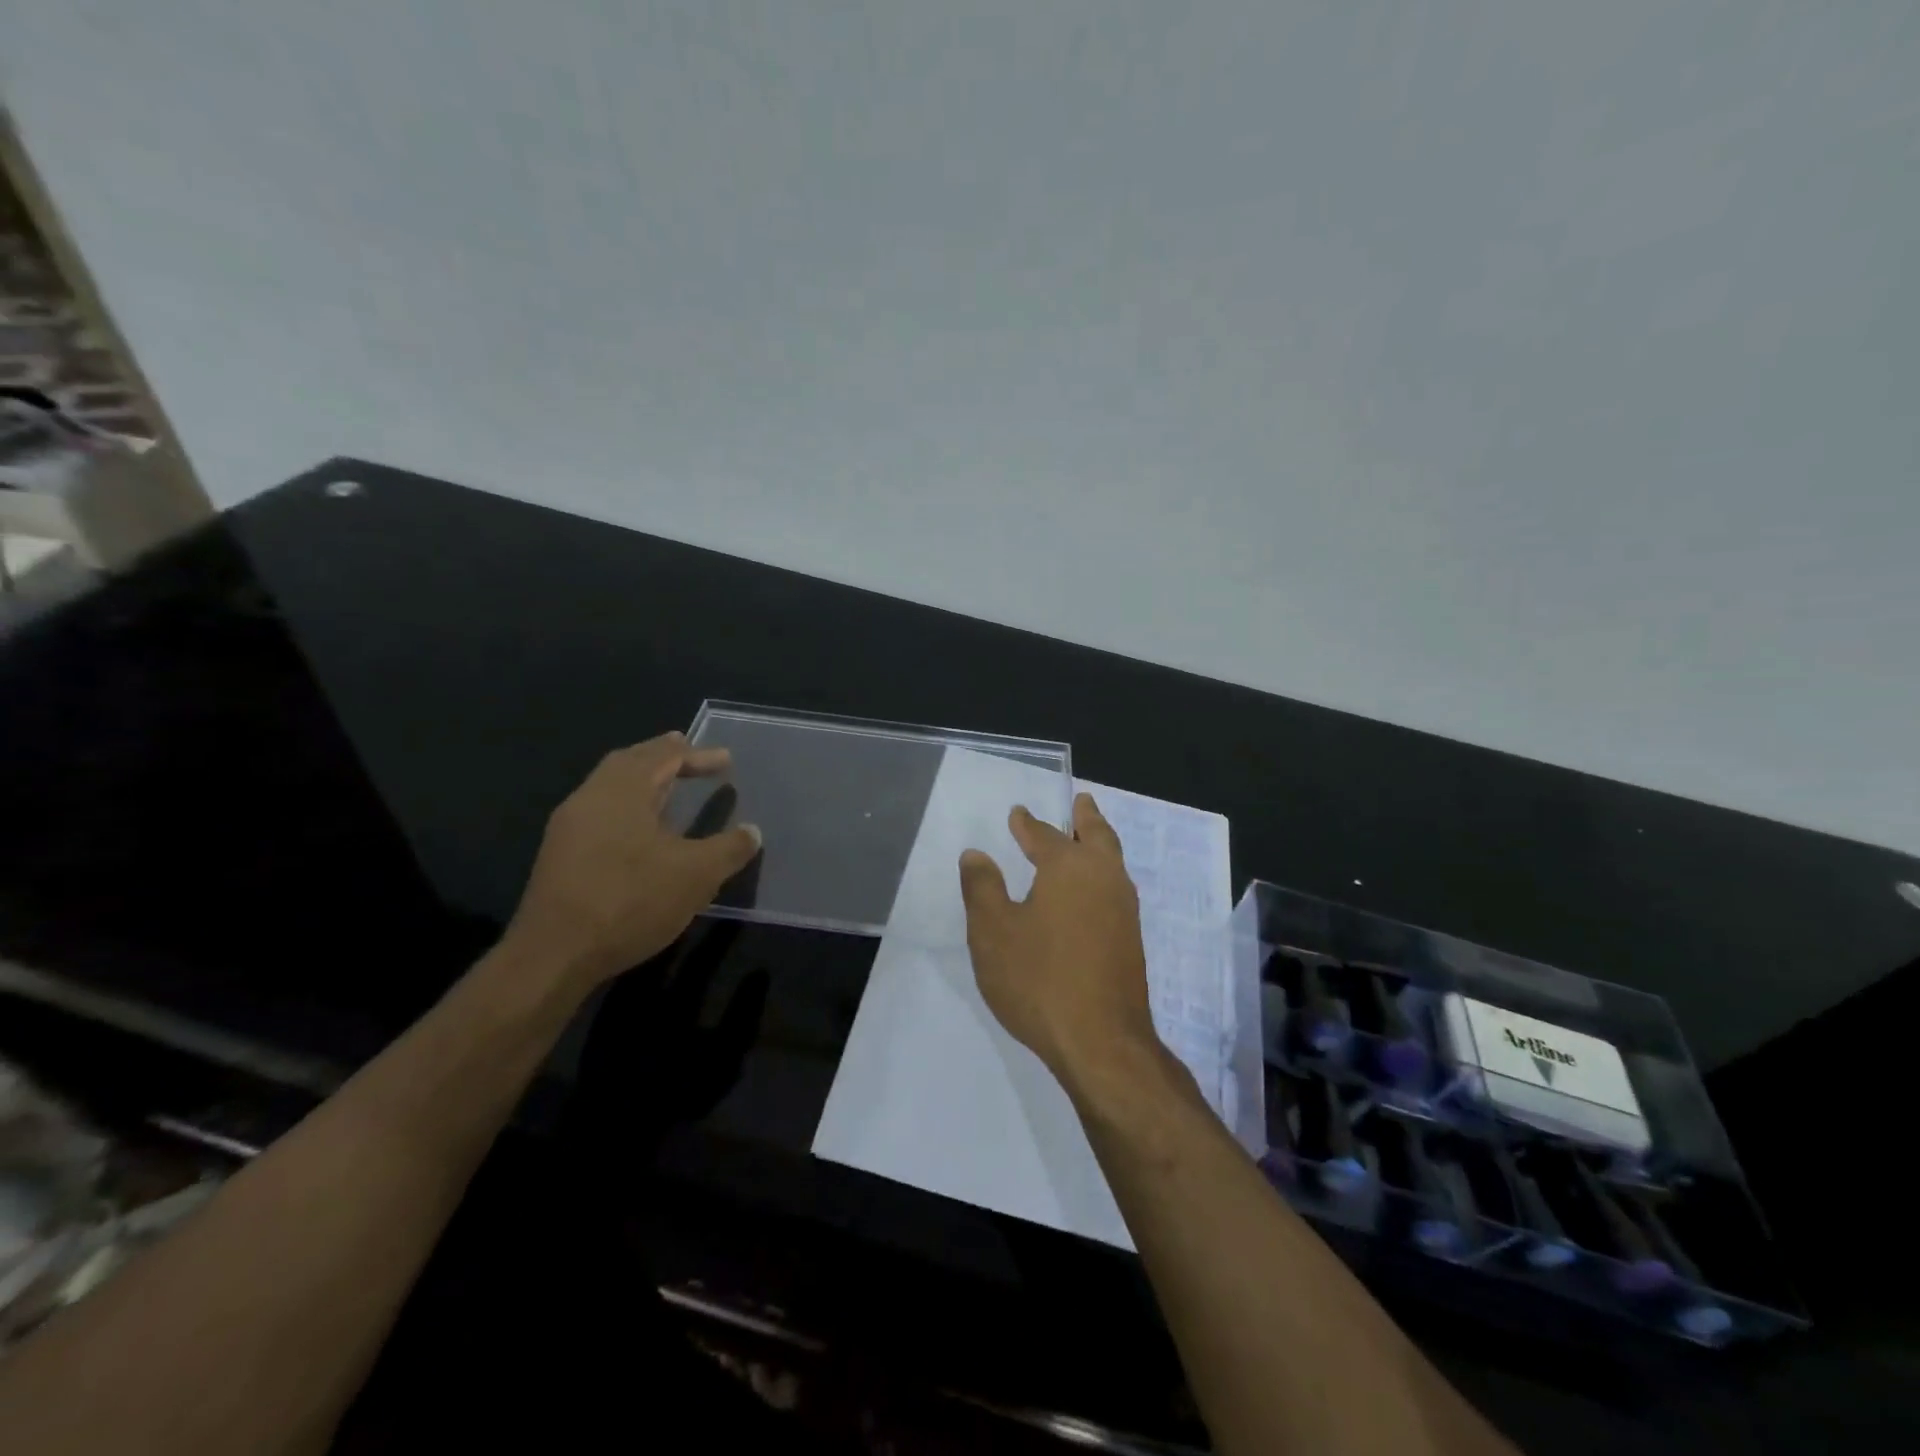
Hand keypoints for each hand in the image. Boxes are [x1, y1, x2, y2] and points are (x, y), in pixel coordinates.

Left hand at [506, 734, 761, 987]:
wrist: (554, 956)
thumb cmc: (631, 901)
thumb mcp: (696, 875)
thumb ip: (729, 849)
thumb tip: (752, 832)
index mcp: (622, 791)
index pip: (663, 756)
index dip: (697, 755)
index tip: (726, 760)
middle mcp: (590, 798)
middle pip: (628, 762)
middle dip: (661, 756)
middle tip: (687, 753)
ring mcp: (569, 828)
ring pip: (609, 787)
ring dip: (642, 781)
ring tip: (668, 787)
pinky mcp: (560, 856)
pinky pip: (600, 812)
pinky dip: (627, 806)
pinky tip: (641, 830)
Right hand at [958, 793, 1158, 1085]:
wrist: (1101, 1042)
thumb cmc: (1039, 979)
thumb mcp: (993, 932)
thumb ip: (982, 887)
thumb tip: (976, 854)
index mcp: (1069, 867)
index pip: (1045, 835)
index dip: (1028, 824)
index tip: (1018, 814)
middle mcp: (1104, 878)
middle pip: (1096, 835)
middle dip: (1084, 817)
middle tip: (1080, 801)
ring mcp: (1124, 909)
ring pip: (1112, 861)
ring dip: (1098, 843)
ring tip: (1087, 837)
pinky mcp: (1131, 940)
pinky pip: (1115, 889)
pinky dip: (1103, 874)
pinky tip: (1092, 892)